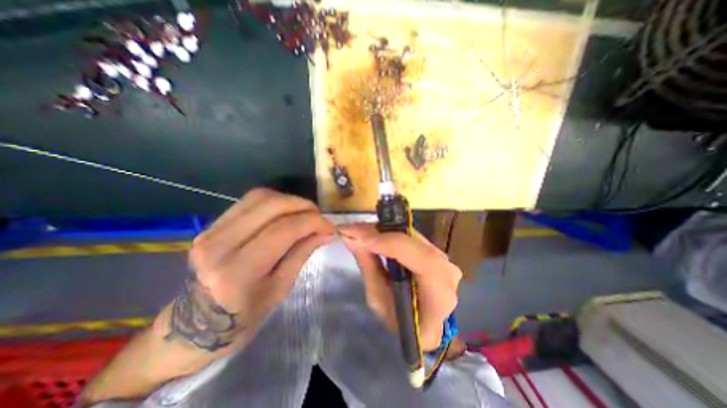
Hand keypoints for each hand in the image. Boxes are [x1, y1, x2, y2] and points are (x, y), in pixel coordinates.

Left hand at [80, 189, 334, 406]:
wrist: (195, 324)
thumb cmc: (244, 315)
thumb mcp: (280, 288)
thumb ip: (302, 253)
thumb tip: (326, 231)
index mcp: (237, 272)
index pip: (284, 230)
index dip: (313, 222)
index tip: (329, 226)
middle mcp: (219, 245)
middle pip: (271, 205)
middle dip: (302, 205)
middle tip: (318, 216)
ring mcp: (210, 231)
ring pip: (259, 197)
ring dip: (289, 200)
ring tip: (304, 213)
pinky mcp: (211, 225)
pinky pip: (249, 202)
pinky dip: (274, 202)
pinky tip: (285, 212)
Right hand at [337, 223, 459, 350]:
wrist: (419, 321)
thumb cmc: (399, 319)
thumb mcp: (379, 300)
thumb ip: (369, 266)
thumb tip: (350, 237)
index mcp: (440, 297)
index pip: (424, 262)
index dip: (393, 245)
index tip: (362, 238)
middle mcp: (447, 272)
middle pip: (416, 243)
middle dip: (381, 233)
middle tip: (352, 229)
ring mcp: (443, 258)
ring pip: (411, 235)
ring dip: (383, 230)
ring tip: (358, 230)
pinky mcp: (433, 250)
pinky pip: (409, 236)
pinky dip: (389, 232)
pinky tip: (372, 233)